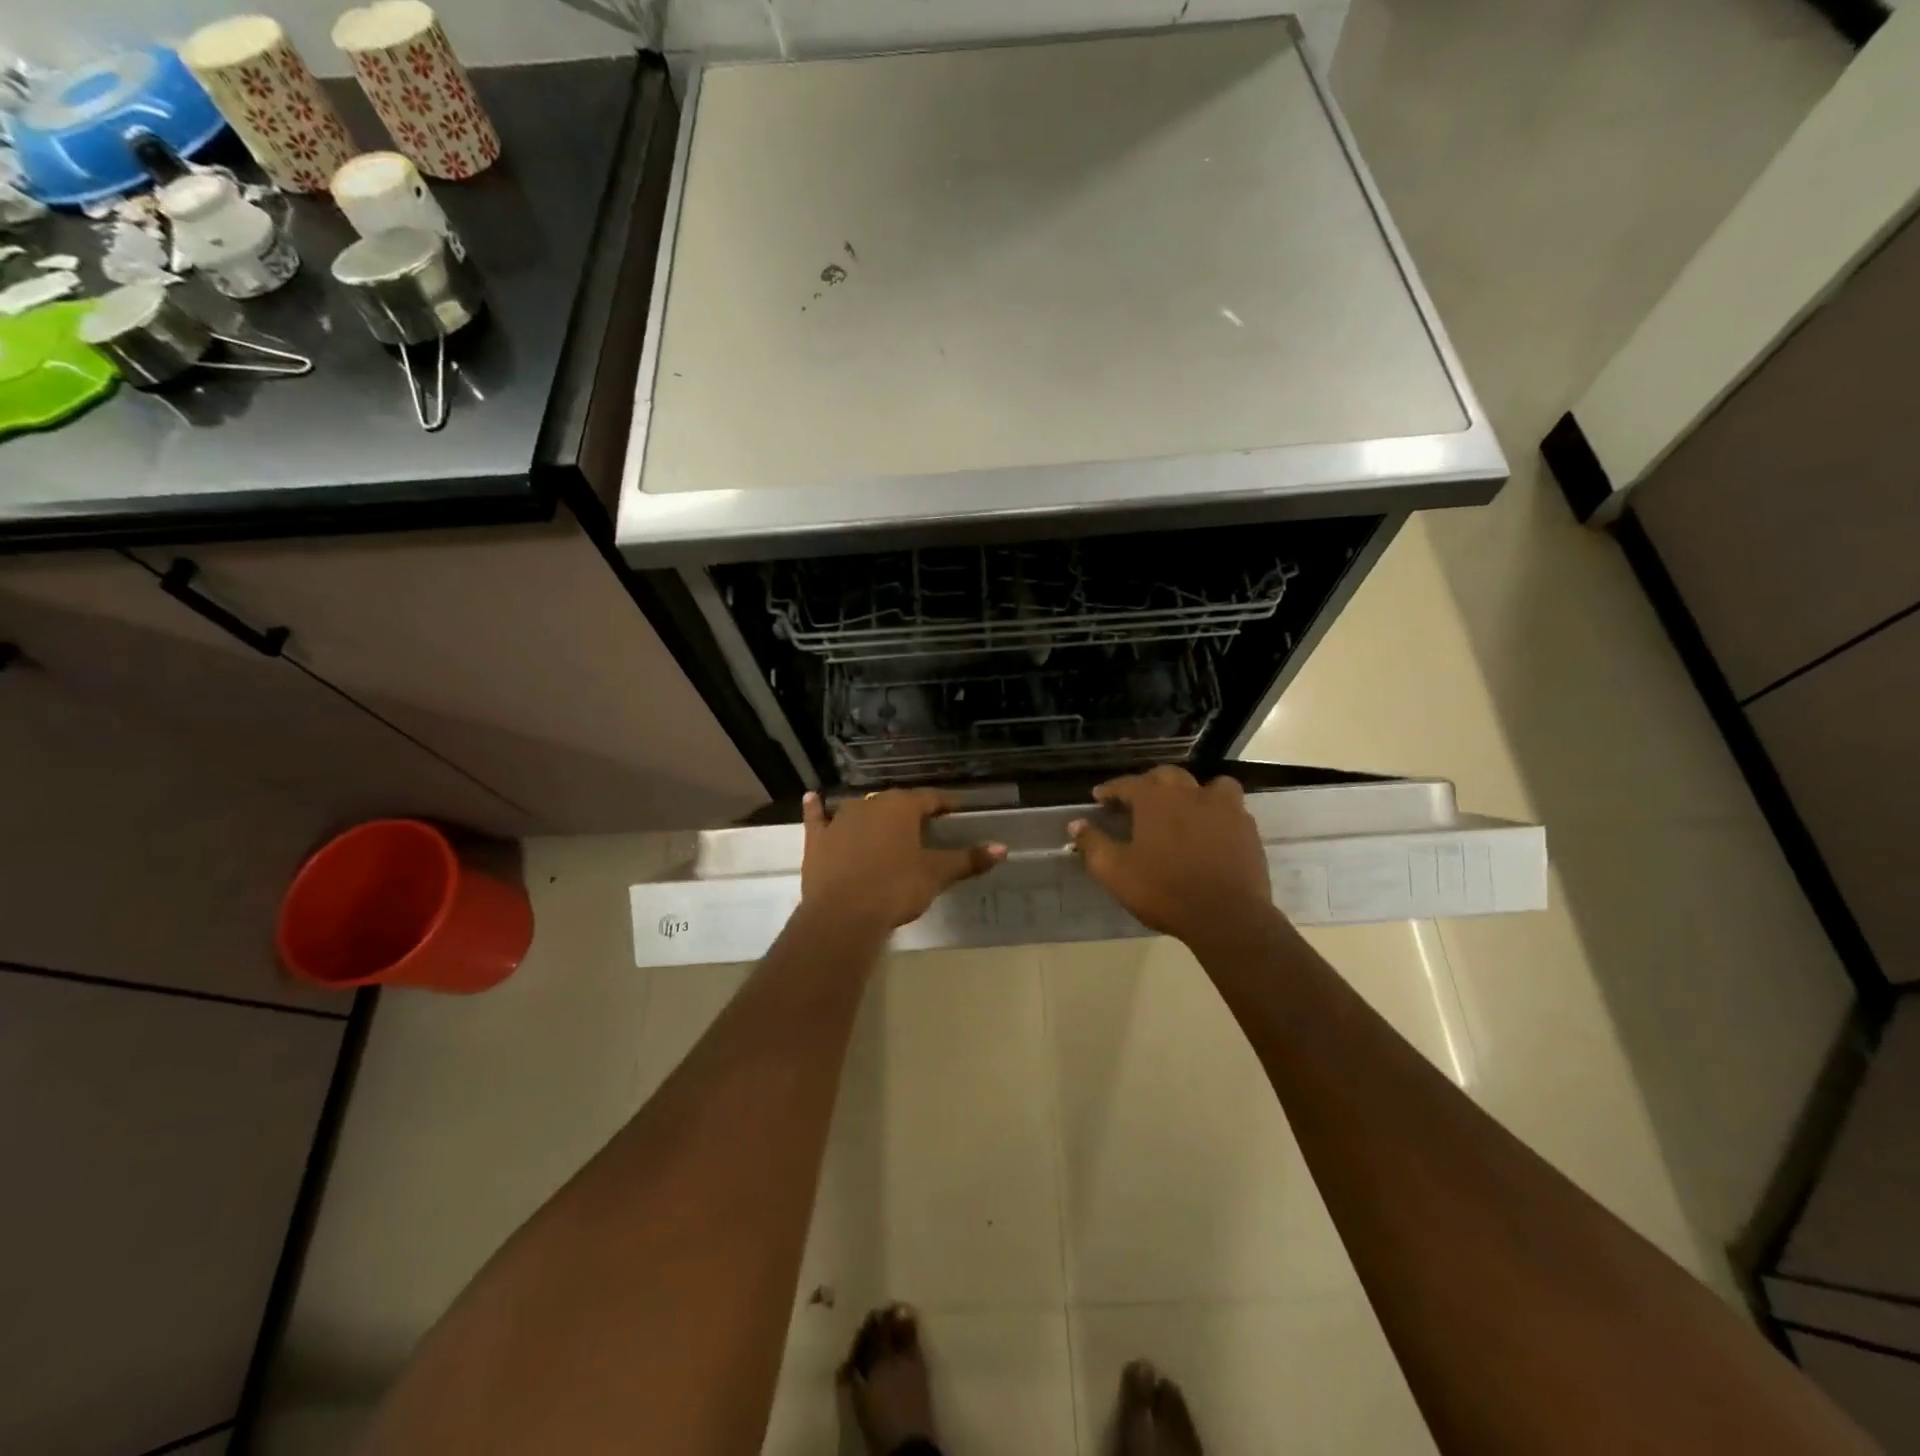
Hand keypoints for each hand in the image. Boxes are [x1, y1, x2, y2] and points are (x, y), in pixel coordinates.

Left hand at [801, 789, 1005, 933]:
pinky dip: (816, 808)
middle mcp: (870, 804)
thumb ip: (968, 859)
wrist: (844, 914)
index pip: (930, 798)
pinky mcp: (817, 839)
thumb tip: (1003, 848)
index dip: (944, 804)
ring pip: (860, 809)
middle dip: (910, 812)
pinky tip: (813, 798)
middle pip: (896, 803)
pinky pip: (817, 817)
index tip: (955, 810)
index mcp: (902, 807)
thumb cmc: (896, 888)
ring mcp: (840, 819)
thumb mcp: (936, 874)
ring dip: (872, 814)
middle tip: (923, 827)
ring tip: (884, 825)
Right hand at [1069, 766, 1275, 946]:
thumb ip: (1093, 844)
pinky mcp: (1247, 828)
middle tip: (1138, 802)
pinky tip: (1211, 830)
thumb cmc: (1163, 891)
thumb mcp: (1115, 871)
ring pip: (1208, 785)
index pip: (1127, 784)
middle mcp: (1190, 793)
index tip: (1099, 797)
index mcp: (1155, 799)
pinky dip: (1217, 812)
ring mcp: (1223, 808)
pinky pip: (1231, 808)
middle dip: (1149, 785)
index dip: (1111, 789)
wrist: (1226, 916)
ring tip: (1184, 808)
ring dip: (1192, 792)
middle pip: (1167, 776)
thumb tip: (1076, 824)